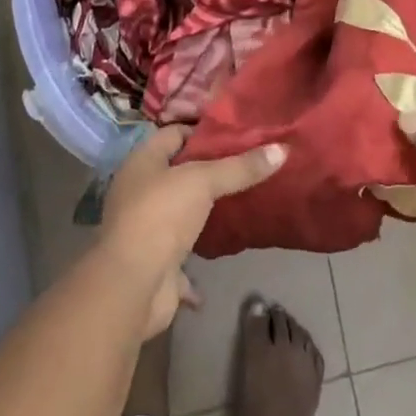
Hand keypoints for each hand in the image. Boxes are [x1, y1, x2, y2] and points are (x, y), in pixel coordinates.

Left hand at [98, 127, 286, 338]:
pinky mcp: (157, 258)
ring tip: (246, 196)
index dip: (205, 130)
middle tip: (250, 162)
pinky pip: (186, 245)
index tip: (239, 132)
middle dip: (212, 168)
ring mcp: (147, 225)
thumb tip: (283, 149)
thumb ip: (240, 167)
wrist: (132, 285)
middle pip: (180, 170)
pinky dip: (205, 245)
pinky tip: (231, 240)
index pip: (175, 133)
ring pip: (183, 207)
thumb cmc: (160, 216)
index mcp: (142, 161)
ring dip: (208, 207)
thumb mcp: (203, 182)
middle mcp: (140, 189)